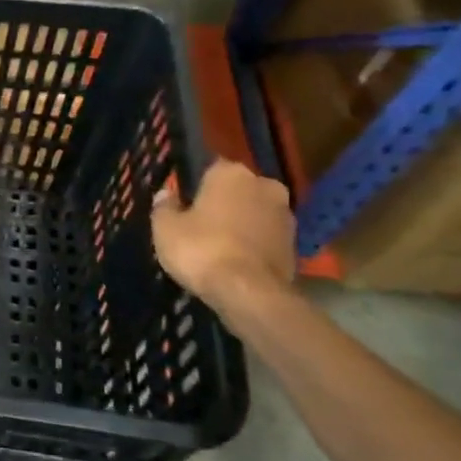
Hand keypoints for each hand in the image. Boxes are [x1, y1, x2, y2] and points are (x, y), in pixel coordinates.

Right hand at [151, 160, 295, 309]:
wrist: (249, 292)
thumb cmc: (201, 249)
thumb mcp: (165, 228)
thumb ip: (164, 206)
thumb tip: (166, 194)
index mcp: (230, 173)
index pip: (209, 168)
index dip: (194, 187)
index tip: (183, 204)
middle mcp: (264, 184)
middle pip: (236, 190)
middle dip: (221, 203)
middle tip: (200, 225)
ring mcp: (285, 214)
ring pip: (254, 213)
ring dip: (240, 223)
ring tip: (218, 247)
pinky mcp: (296, 243)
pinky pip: (265, 236)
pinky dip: (253, 244)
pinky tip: (236, 261)